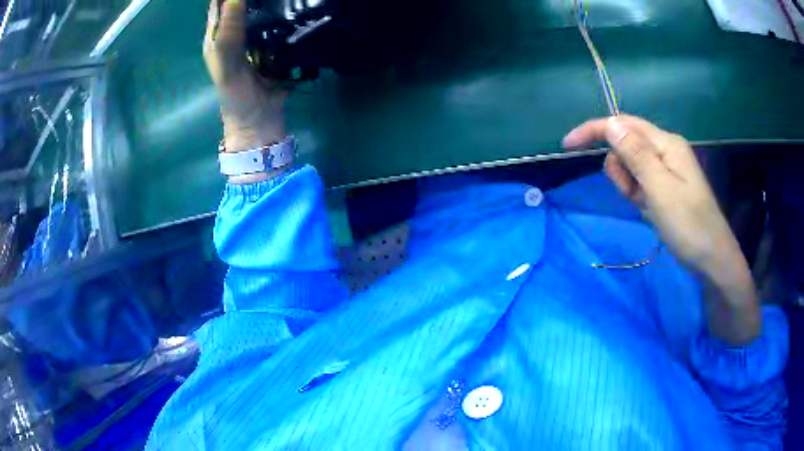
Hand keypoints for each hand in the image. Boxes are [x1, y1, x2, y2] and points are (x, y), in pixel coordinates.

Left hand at [204, 0, 286, 151]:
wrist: (262, 120)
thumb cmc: (236, 95)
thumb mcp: (227, 64)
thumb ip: (229, 32)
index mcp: (218, 36)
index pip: (220, 4)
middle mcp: (236, 32)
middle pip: (244, 3)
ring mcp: (257, 36)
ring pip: (264, 9)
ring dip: (273, 2)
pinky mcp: (276, 42)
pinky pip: (281, 22)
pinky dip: (287, 14)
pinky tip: (295, 7)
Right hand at [563, 115, 759, 343]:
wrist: (712, 259)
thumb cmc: (689, 226)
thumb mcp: (660, 190)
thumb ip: (636, 155)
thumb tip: (610, 123)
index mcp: (666, 144)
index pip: (623, 124)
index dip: (594, 130)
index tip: (567, 145)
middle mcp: (665, 150)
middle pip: (626, 145)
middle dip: (620, 168)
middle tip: (633, 195)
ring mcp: (667, 169)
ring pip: (631, 166)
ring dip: (629, 185)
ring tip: (644, 206)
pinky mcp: (666, 187)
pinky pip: (641, 183)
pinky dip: (638, 195)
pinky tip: (649, 210)